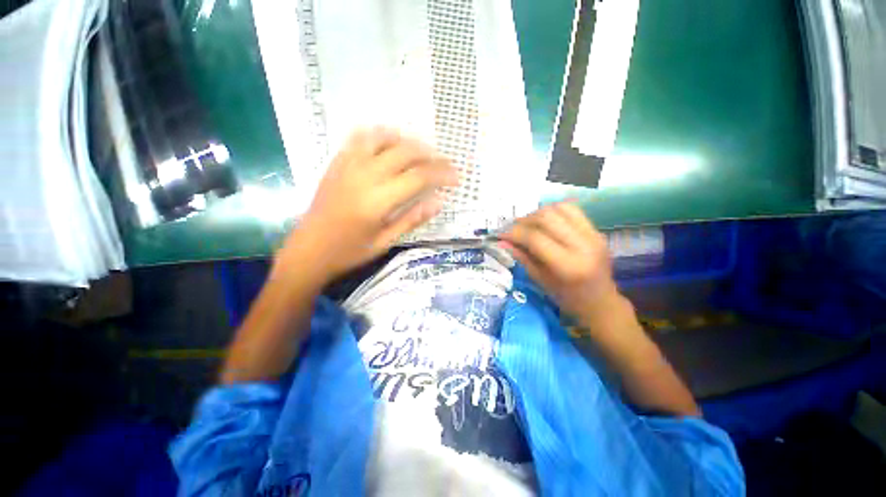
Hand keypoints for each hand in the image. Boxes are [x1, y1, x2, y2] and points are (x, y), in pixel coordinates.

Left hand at [275, 128, 458, 283]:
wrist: (307, 251)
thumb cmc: (349, 252)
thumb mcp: (385, 242)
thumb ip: (412, 219)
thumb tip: (439, 202)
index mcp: (378, 200)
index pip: (419, 177)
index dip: (442, 174)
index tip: (456, 178)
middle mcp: (365, 176)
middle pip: (405, 153)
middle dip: (431, 156)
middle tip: (445, 165)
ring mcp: (348, 166)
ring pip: (384, 139)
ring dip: (408, 142)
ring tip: (422, 152)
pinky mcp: (336, 164)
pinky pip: (359, 139)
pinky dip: (380, 135)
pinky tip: (390, 141)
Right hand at [499, 202, 618, 322]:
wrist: (601, 303)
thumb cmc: (567, 299)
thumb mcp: (540, 281)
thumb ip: (522, 257)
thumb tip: (502, 241)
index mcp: (568, 265)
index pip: (535, 238)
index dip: (514, 233)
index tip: (500, 234)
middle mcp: (583, 245)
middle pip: (546, 217)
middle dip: (524, 220)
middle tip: (513, 229)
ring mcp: (593, 235)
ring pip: (559, 208)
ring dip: (538, 213)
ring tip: (528, 225)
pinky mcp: (596, 230)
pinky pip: (572, 210)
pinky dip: (554, 212)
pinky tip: (545, 222)